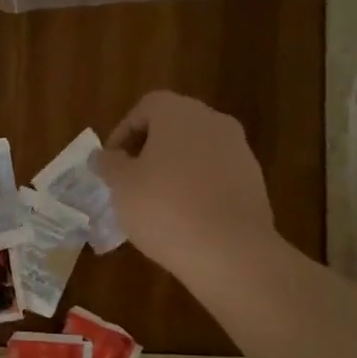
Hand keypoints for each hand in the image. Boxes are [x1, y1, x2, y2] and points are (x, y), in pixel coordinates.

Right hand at [96, 92, 274, 273]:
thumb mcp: (121, 186)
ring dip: (174, 169)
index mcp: (179, 113)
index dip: (123, 132)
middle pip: (174, 126)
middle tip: (130, 181)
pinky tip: (185, 218)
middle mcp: (213, 121)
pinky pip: (216, 175)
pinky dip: (197, 188)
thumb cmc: (164, 208)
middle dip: (149, 150)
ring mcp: (239, 150)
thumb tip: (103, 156)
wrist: (230, 250)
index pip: (145, 107)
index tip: (111, 163)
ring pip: (196, 151)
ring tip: (156, 203)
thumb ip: (109, 164)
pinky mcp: (254, 181)